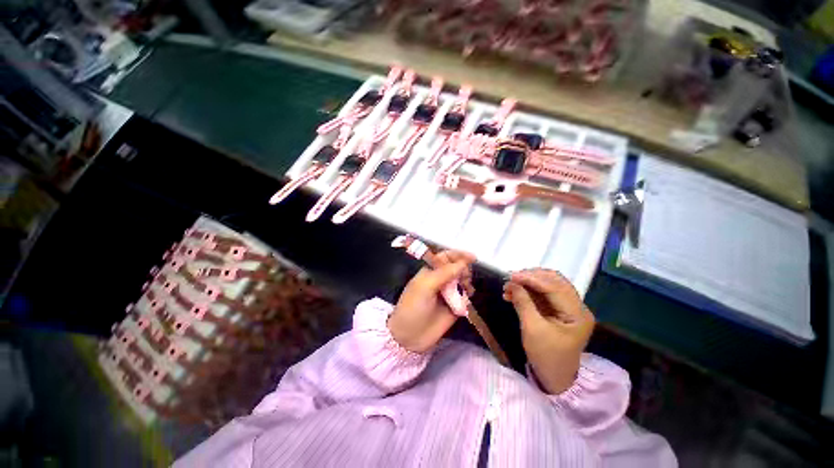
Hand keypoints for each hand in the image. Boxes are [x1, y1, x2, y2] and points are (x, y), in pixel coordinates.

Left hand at [388, 251, 474, 352]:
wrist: (409, 336)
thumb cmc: (413, 306)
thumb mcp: (425, 286)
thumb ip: (444, 273)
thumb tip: (463, 263)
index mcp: (430, 271)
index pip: (446, 257)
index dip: (458, 255)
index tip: (472, 257)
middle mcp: (440, 280)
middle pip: (457, 268)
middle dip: (464, 269)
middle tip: (465, 277)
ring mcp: (447, 293)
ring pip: (462, 281)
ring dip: (467, 282)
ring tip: (466, 289)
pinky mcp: (454, 307)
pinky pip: (465, 297)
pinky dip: (468, 295)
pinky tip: (466, 299)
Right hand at [504, 268, 594, 394]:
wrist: (553, 378)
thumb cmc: (545, 356)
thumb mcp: (532, 329)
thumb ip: (523, 302)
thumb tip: (511, 283)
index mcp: (577, 314)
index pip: (555, 287)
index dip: (532, 279)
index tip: (511, 276)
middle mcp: (577, 307)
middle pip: (554, 281)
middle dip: (530, 277)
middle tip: (510, 279)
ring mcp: (569, 308)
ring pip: (548, 285)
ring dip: (528, 283)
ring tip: (509, 286)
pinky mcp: (559, 310)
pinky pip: (543, 294)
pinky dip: (528, 291)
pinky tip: (514, 293)